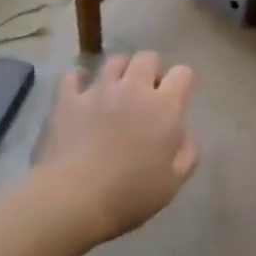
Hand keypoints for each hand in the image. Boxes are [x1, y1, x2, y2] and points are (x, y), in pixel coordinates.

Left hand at [38, 53, 198, 241]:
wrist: (73, 198)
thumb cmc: (130, 194)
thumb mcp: (173, 182)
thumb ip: (187, 153)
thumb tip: (185, 134)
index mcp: (164, 107)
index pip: (183, 73)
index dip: (182, 83)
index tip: (177, 101)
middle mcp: (133, 88)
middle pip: (148, 57)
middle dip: (151, 70)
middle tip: (147, 95)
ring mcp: (98, 90)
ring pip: (114, 61)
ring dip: (120, 72)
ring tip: (116, 92)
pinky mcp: (68, 99)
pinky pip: (74, 77)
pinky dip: (80, 82)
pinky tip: (81, 95)